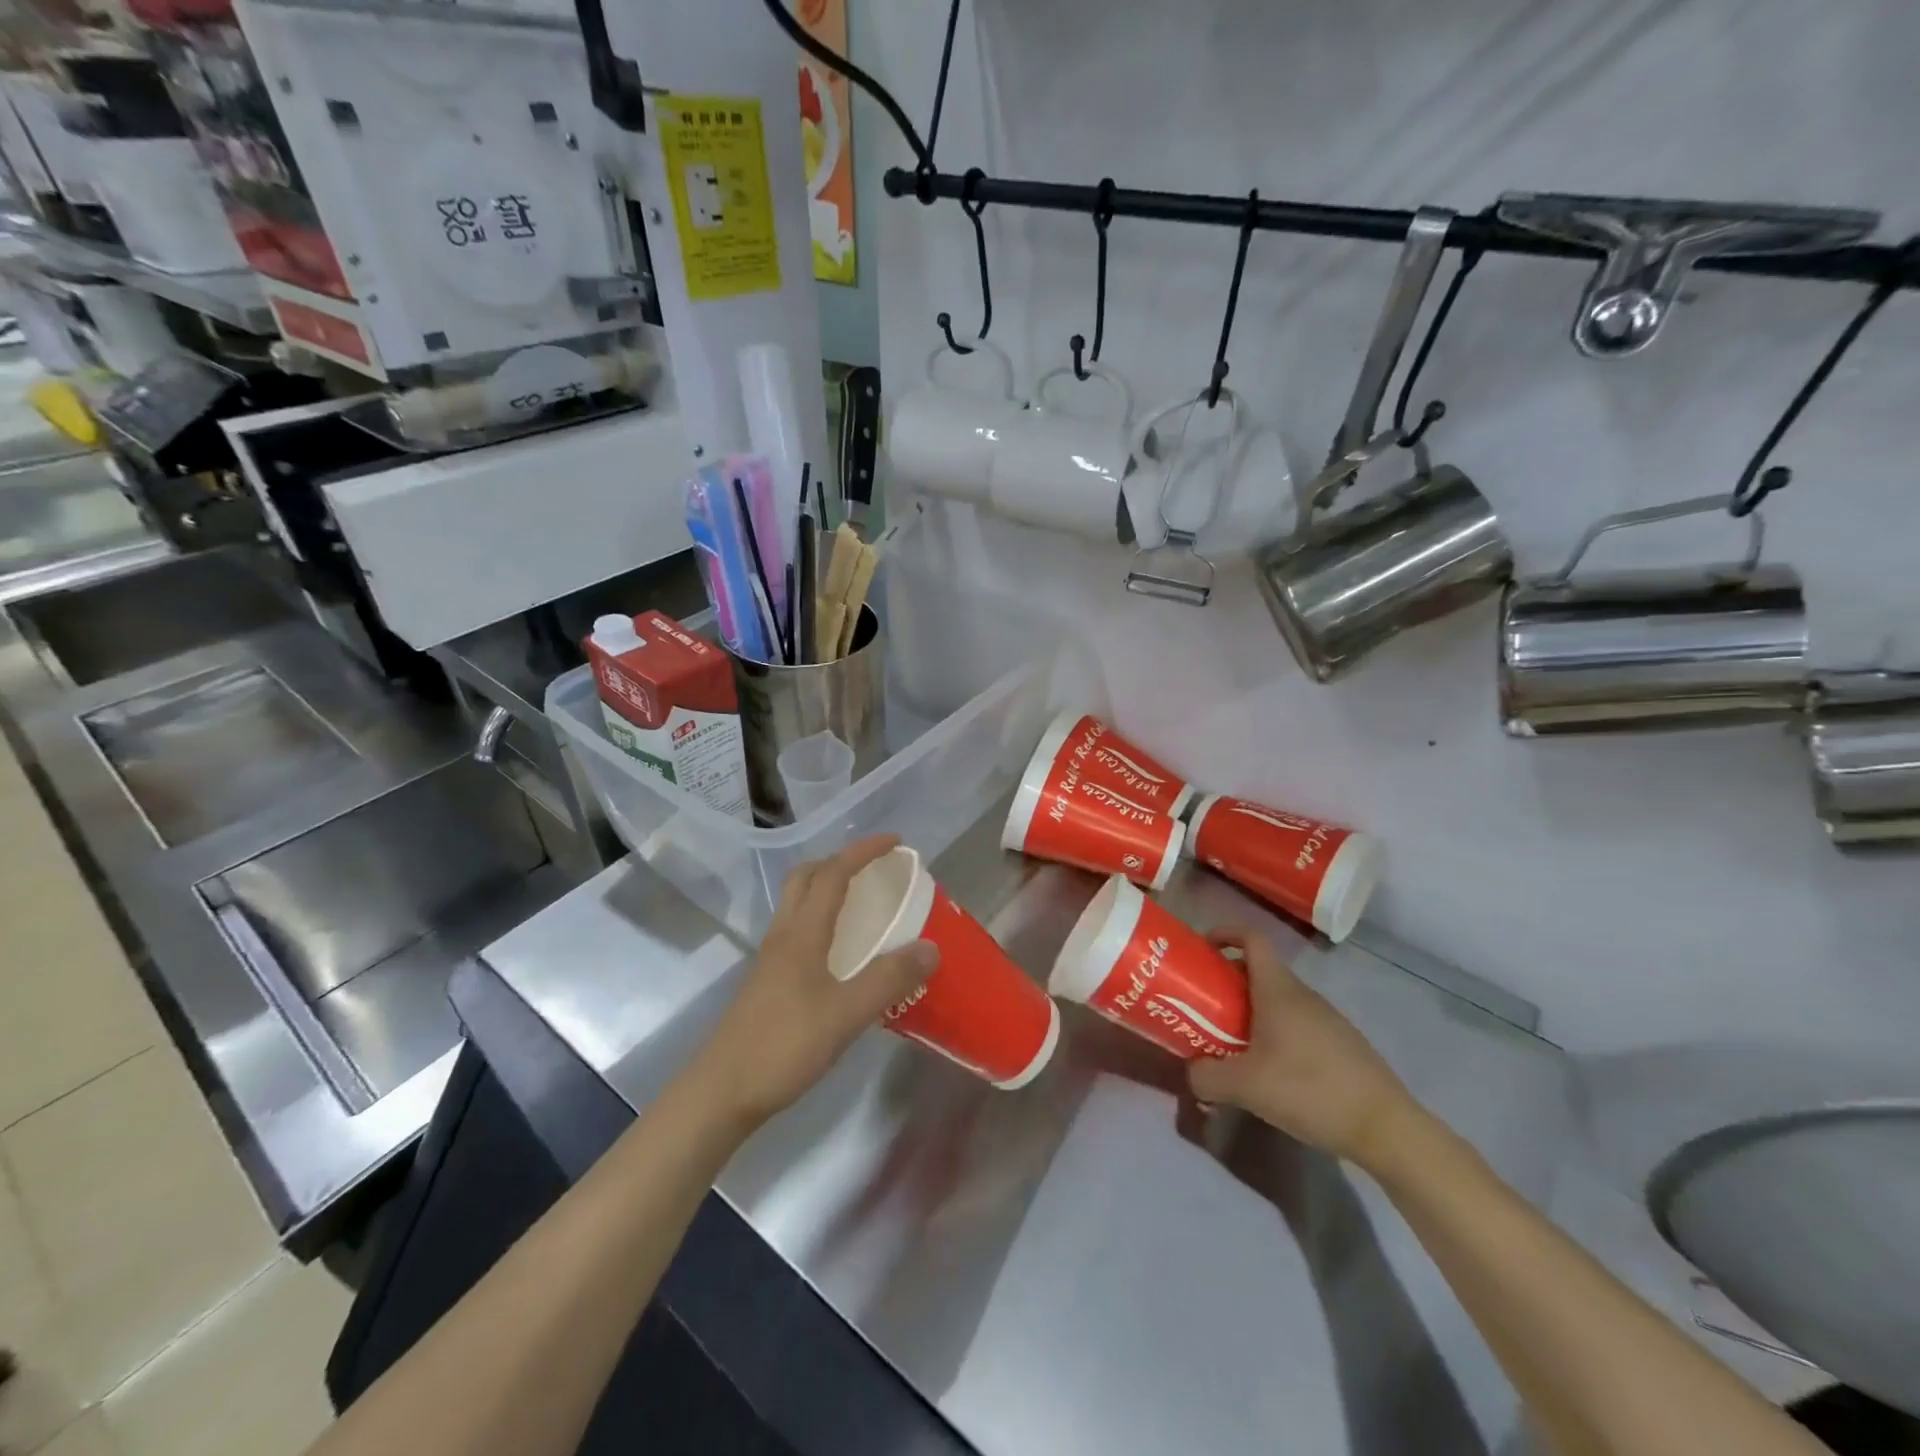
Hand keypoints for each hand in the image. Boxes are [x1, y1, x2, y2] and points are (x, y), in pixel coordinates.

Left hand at [691, 835, 938, 1131]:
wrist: (722, 1092)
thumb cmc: (784, 1046)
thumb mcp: (846, 1014)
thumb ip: (889, 979)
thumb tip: (931, 947)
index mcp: (801, 932)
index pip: (833, 873)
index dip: (864, 851)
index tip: (896, 842)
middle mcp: (783, 935)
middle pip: (806, 877)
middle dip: (841, 861)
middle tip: (874, 869)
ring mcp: (771, 958)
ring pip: (798, 903)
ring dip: (828, 888)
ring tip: (863, 904)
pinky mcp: (768, 981)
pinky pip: (798, 931)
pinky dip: (822, 921)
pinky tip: (842, 952)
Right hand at [1187, 928, 1419, 1173]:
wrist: (1387, 1129)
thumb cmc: (1310, 1090)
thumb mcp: (1246, 1087)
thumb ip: (1207, 1076)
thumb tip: (1191, 1072)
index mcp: (1279, 990)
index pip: (1251, 938)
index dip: (1225, 933)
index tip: (1202, 948)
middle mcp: (1303, 995)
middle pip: (1259, 971)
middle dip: (1228, 983)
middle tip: (1204, 1008)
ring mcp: (1327, 1019)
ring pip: (1278, 1001)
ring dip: (1251, 1013)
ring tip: (1231, 1045)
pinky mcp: (1342, 1045)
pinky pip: (1297, 1025)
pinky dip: (1275, 1034)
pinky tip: (1270, 1072)